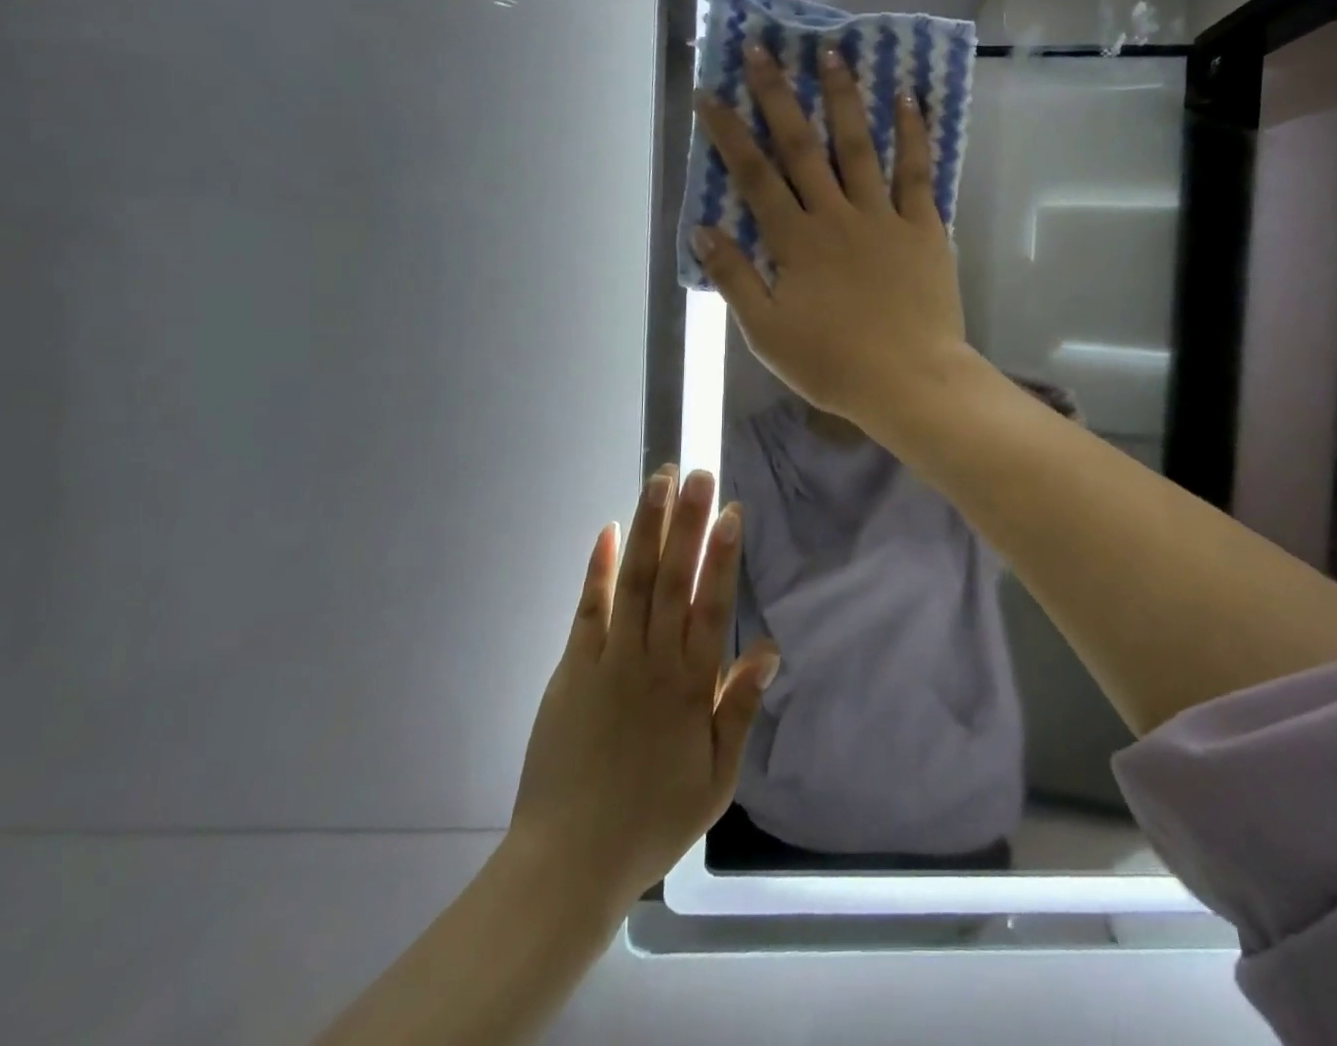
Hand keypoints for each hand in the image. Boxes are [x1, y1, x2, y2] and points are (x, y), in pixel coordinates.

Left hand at [509, 466, 778, 906]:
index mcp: (691, 685)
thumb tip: (769, 649)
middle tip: (698, 473)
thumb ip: (739, 709)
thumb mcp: (716, 778)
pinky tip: (608, 531)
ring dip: (648, 528)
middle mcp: (652, 660)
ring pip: (633, 581)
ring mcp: (608, 660)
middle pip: (673, 580)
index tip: (732, 511)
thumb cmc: (653, 820)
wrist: (568, 863)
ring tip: (658, 482)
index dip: (723, 556)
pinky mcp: (573, 669)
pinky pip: (588, 609)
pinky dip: (599, 569)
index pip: (712, 606)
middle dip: (688, 522)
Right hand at [692, 43, 969, 427]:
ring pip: (858, 147)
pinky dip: (913, 134)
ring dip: (843, 98)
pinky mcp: (924, 228)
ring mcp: (883, 217)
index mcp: (795, 242)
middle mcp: (836, 216)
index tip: (710, 94)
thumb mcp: (768, 333)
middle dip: (778, 96)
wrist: (909, 380)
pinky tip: (908, 99)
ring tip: (832, 52)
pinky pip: (917, 173)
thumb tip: (704, 231)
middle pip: (802, 147)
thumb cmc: (833, 364)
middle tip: (762, 49)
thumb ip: (736, 279)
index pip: (754, 177)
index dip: (729, 134)